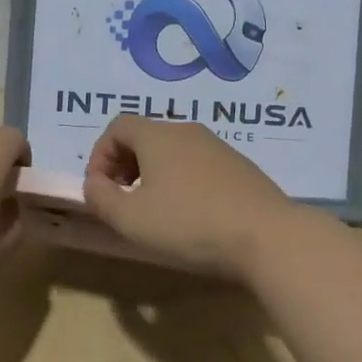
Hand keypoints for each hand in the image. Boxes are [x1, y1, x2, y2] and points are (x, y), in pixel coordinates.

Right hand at [82, 116, 299, 279]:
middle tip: (124, 200)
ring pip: (173, 151)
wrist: (267, 235)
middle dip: (125, 165)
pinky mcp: (240, 166)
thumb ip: (101, 198)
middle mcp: (188, 130)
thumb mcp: (131, 219)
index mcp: (158, 135)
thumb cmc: (189, 224)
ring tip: (156, 210)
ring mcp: (218, 146)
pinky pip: (198, 164)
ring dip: (154, 174)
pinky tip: (191, 214)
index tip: (101, 189)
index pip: (117, 126)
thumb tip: (94, 183)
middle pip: (145, 136)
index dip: (100, 155)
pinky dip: (183, 181)